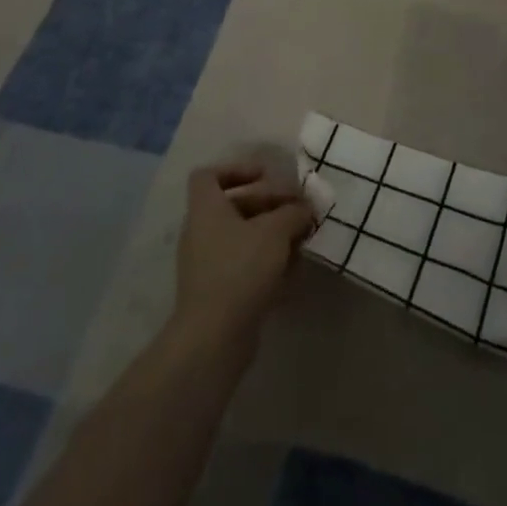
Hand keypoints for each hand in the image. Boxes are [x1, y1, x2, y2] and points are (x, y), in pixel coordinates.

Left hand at [171, 160, 314, 350]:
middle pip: (234, 205)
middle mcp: (201, 232)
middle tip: (299, 209)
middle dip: (269, 204)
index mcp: (206, 209)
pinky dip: (267, 261)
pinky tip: (293, 269)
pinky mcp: (218, 291)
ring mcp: (207, 264)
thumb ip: (293, 213)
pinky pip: (244, 264)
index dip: (237, 169)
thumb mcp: (275, 231)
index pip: (209, 176)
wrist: (214, 336)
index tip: (267, 175)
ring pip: (242, 236)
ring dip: (272, 234)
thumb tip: (305, 208)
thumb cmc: (240, 268)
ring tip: (302, 238)